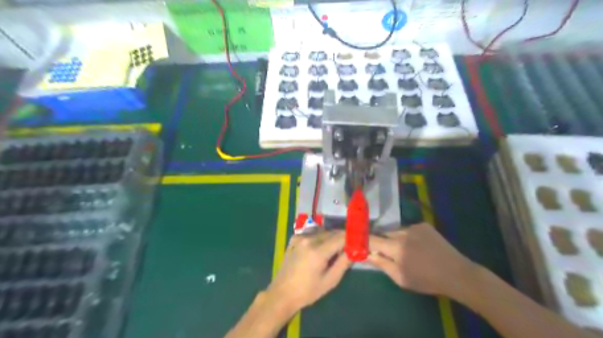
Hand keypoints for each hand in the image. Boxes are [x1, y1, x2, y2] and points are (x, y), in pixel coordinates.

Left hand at [268, 231, 353, 312]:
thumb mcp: (330, 281)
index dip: (351, 238)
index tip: (358, 242)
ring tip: (334, 250)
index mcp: (317, 251)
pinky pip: (312, 234)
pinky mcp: (294, 238)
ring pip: (322, 232)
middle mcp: (308, 239)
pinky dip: (319, 238)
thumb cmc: (308, 291)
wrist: (282, 293)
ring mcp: (299, 237)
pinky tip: (319, 249)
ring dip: (331, 238)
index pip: (340, 237)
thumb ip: (343, 263)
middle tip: (348, 247)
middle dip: (342, 238)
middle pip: (331, 233)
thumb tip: (355, 250)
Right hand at [365, 224, 478, 297]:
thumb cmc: (426, 280)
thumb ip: (381, 264)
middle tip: (387, 253)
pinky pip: (409, 229)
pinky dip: (408, 236)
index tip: (359, 243)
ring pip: (396, 231)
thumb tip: (365, 254)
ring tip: (406, 251)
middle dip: (382, 242)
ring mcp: (415, 227)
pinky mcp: (424, 225)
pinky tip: (418, 246)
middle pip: (384, 234)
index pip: (372, 239)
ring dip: (395, 239)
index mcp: (396, 247)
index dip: (364, 241)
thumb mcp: (400, 278)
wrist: (456, 273)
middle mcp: (403, 232)